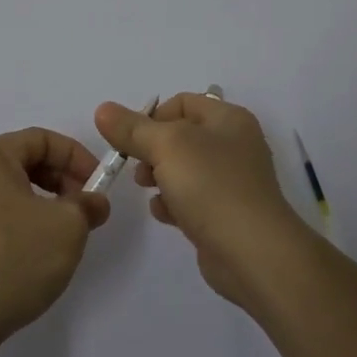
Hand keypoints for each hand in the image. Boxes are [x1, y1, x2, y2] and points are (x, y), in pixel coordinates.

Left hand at [0, 128, 110, 354]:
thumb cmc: (13, 258)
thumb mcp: (67, 227)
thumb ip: (87, 205)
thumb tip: (94, 202)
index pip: (42, 139)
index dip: (77, 157)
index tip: (98, 186)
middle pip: (23, 162)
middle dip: (61, 181)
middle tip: (84, 210)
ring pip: (9, 191)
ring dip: (42, 205)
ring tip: (63, 235)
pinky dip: (20, 224)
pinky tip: (34, 254)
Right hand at [94, 93, 304, 307]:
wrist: (253, 253)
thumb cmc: (211, 186)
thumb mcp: (166, 146)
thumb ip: (132, 129)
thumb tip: (103, 110)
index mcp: (228, 119)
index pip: (182, 103)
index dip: (152, 117)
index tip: (132, 140)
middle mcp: (234, 144)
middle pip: (181, 136)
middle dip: (152, 150)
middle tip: (139, 168)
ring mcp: (232, 181)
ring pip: (184, 169)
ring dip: (160, 177)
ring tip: (148, 190)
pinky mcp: (227, 214)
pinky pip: (192, 199)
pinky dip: (174, 203)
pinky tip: (164, 214)